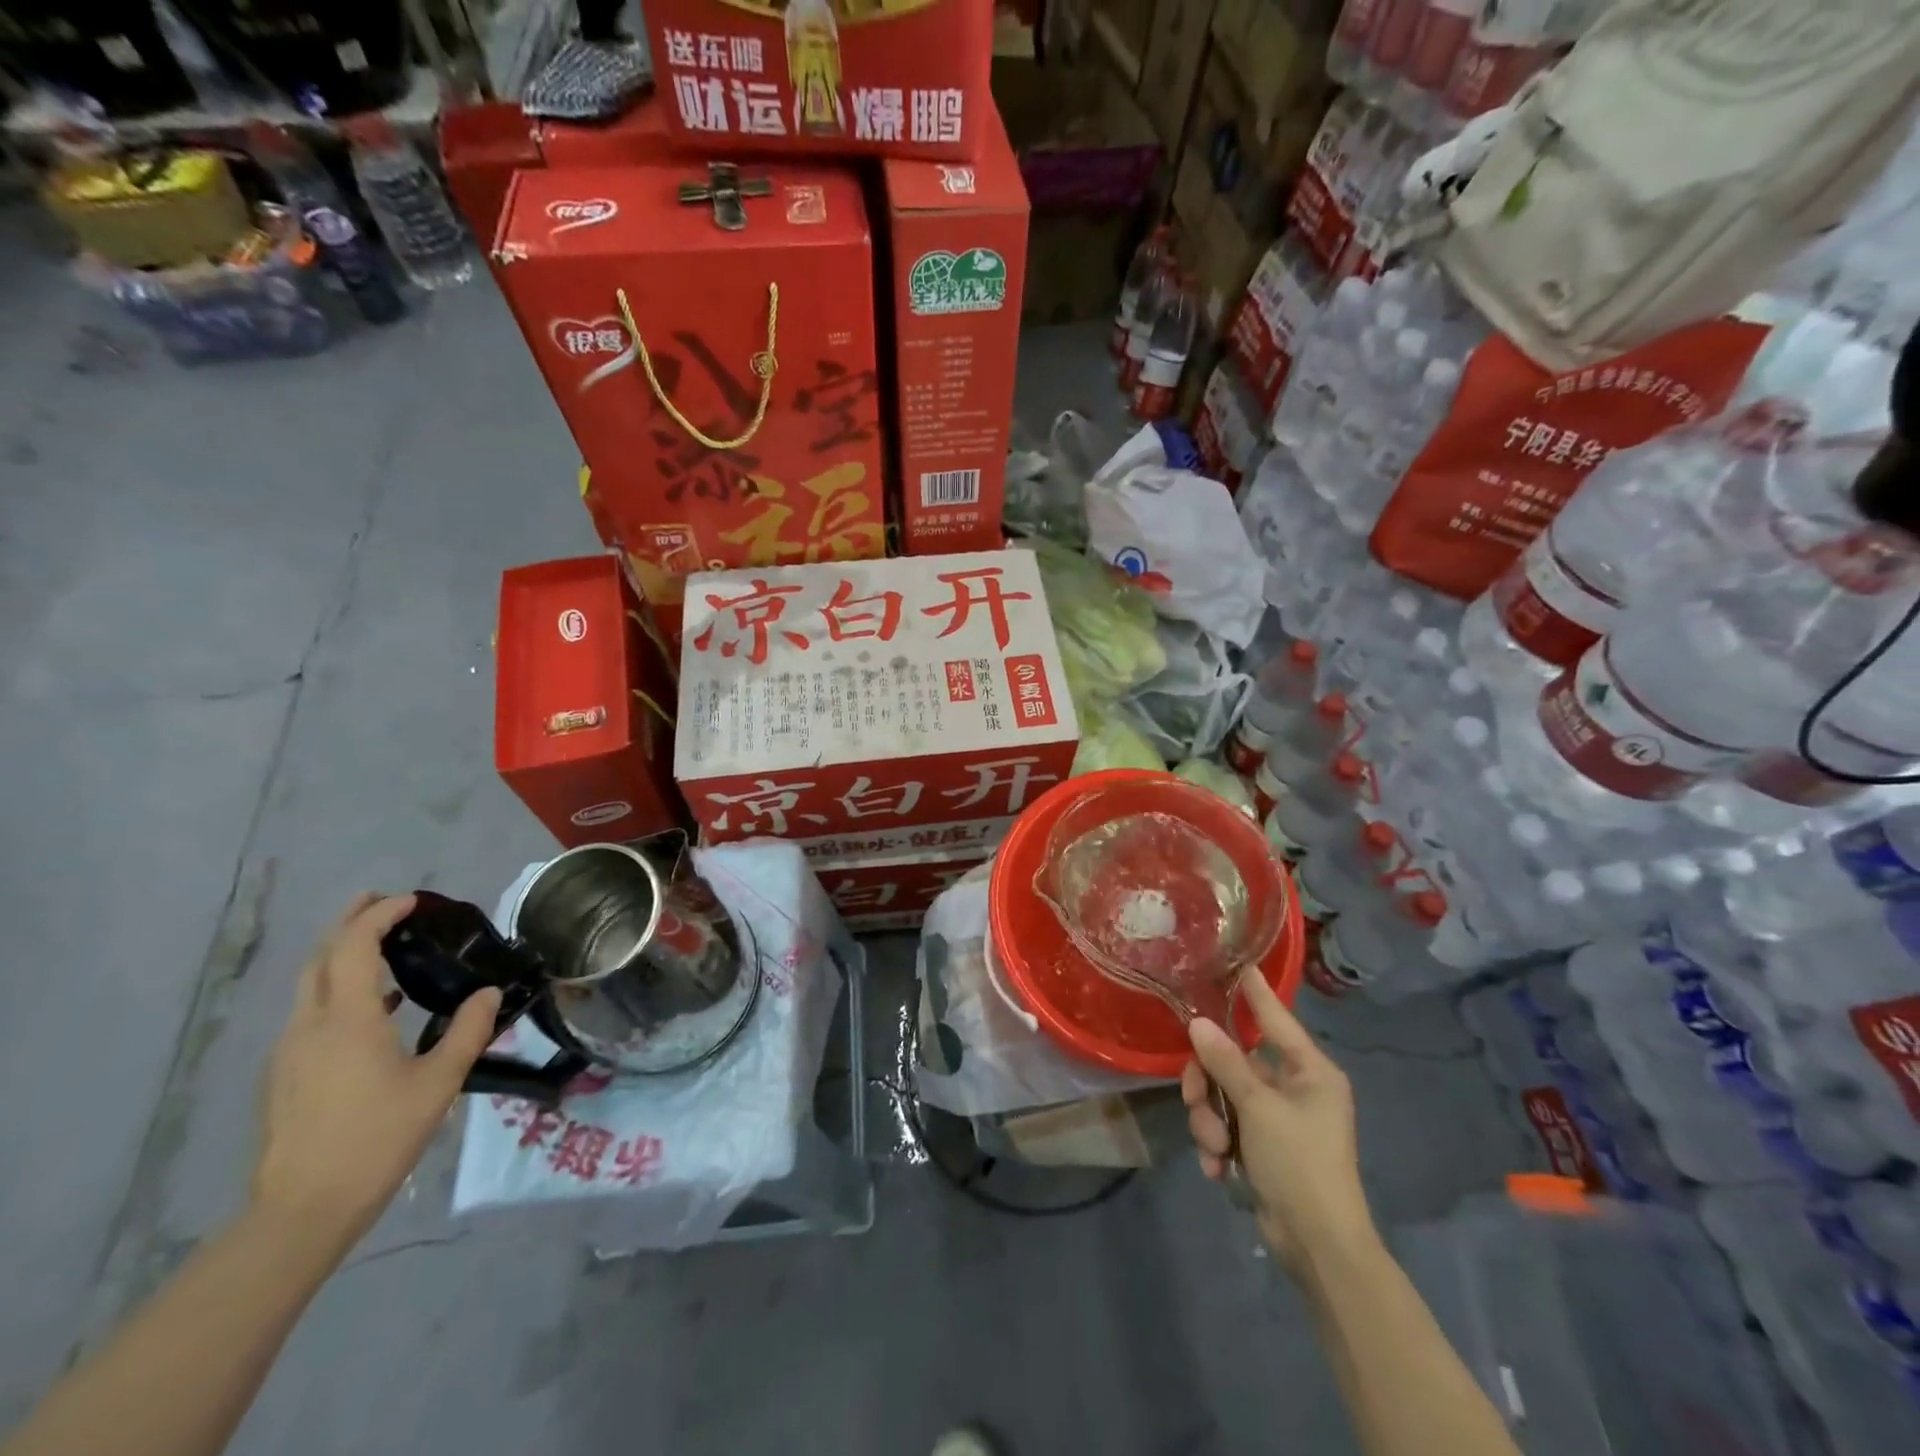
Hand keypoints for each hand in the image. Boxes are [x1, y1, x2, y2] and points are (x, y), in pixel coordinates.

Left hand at [250, 893, 501, 1255]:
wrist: (302, 1211)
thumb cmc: (377, 1138)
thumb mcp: (439, 1083)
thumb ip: (468, 1031)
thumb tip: (489, 993)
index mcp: (346, 1020)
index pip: (352, 946)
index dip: (379, 916)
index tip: (412, 901)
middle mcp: (309, 1027)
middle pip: (320, 958)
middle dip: (349, 923)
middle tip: (384, 903)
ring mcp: (290, 1052)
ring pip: (310, 986)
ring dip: (341, 955)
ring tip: (381, 947)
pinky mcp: (285, 1076)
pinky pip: (310, 1013)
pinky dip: (338, 990)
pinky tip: (372, 1009)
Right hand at [1182, 969, 1374, 1272]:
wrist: (1318, 1247)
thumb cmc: (1300, 1164)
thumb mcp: (1259, 1108)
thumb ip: (1226, 1062)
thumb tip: (1198, 1023)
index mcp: (1310, 1071)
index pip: (1276, 1018)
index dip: (1255, 992)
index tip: (1238, 963)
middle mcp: (1296, 1088)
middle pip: (1234, 1061)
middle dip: (1209, 1085)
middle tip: (1195, 1101)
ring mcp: (1278, 1118)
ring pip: (1224, 1096)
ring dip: (1210, 1121)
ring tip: (1215, 1149)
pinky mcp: (1263, 1146)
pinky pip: (1227, 1126)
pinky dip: (1218, 1145)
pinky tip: (1219, 1170)